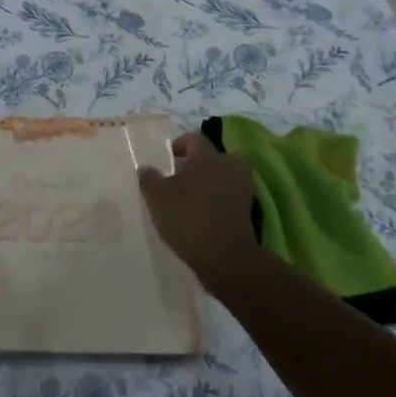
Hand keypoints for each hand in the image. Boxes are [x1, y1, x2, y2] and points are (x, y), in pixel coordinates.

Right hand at [139, 131, 262, 293]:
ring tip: (192, 198)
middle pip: (214, 157)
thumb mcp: (157, 197)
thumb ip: (149, 178)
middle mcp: (228, 167)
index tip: (168, 158)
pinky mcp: (248, 212)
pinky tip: (203, 215)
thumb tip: (146, 168)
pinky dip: (219, 202)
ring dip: (211, 183)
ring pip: (224, 177)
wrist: (225, 258)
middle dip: (199, 164)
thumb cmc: (188, 217)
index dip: (180, 144)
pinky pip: (230, 197)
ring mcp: (242, 189)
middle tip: (182, 177)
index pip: (195, 138)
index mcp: (207, 156)